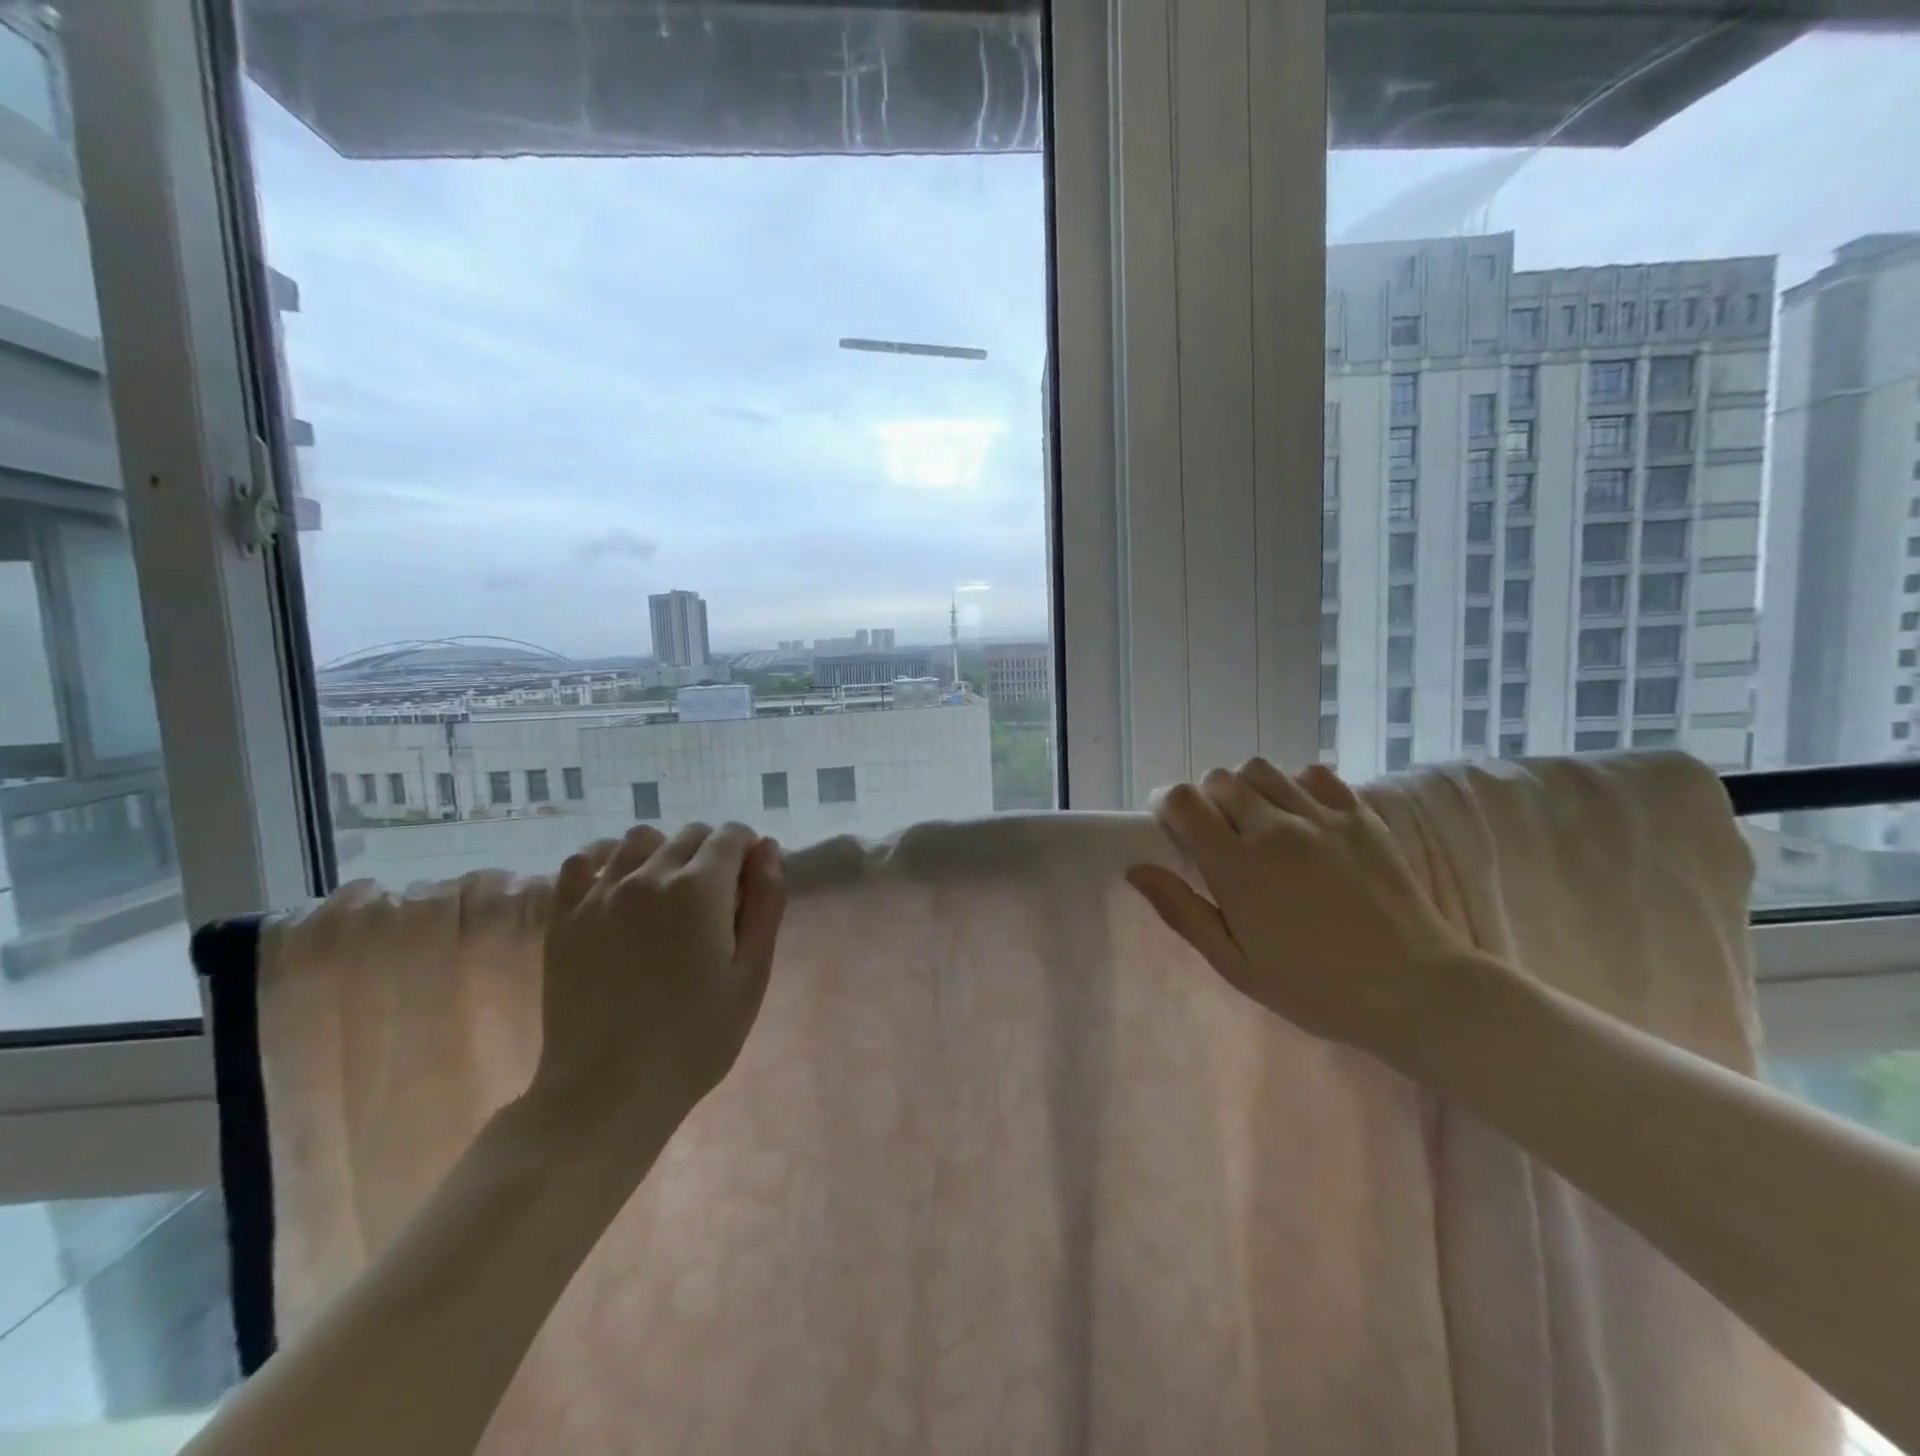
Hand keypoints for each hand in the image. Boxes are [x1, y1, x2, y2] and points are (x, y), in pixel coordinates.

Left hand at [525, 822, 786, 1169]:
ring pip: (639, 839)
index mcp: (701, 888)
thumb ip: (766, 903)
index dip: (748, 851)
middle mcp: (649, 875)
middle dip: (711, 853)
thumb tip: (768, 849)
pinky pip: (581, 861)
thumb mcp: (752, 974)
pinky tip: (617, 886)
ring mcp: (600, 893)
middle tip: (714, 900)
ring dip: (663, 851)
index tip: (749, 885)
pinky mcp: (563, 916)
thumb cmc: (696, 1038)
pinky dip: (605, 859)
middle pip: (690, 835)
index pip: (732, 835)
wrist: (607, 1091)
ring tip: (667, 892)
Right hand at [1128, 759, 1479, 1059]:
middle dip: (1206, 800)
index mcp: (1237, 867)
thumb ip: (1183, 912)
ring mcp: (1321, 817)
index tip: (1173, 829)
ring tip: (1259, 822)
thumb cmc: (1315, 988)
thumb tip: (1136, 869)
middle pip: (1218, 778)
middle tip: (1218, 835)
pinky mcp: (1360, 815)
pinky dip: (1296, 785)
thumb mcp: (1236, 965)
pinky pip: (1313, 773)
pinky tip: (1302, 818)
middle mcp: (1274, 829)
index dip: (1168, 807)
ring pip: (1261, 769)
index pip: (1183, 801)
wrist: (1416, 991)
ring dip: (1247, 788)